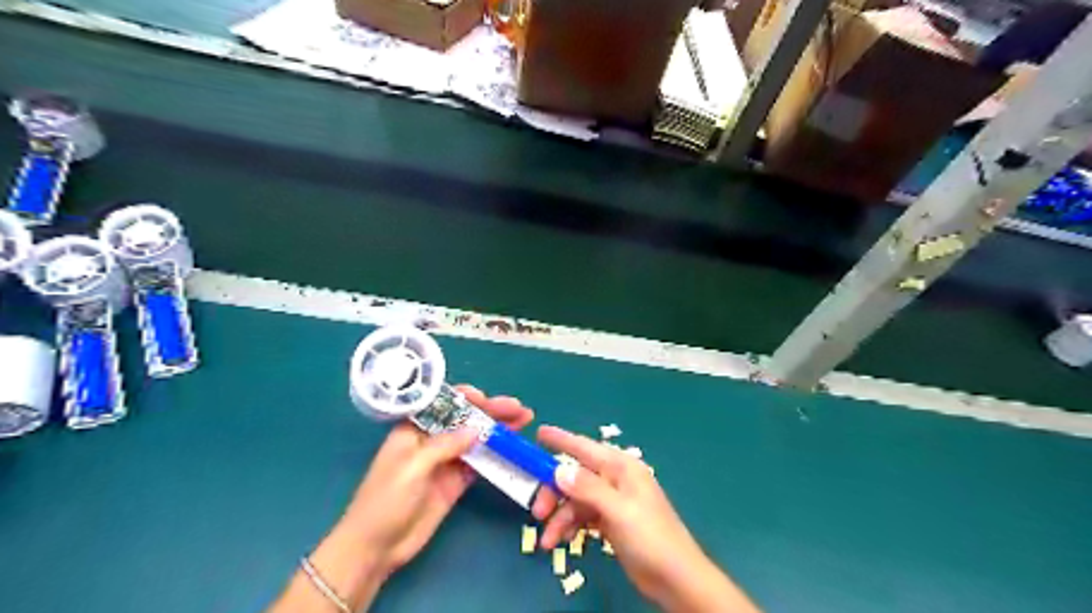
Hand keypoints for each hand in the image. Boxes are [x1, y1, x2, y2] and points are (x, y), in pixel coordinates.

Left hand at [343, 387, 535, 573]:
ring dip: (499, 430)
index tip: (487, 399)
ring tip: (524, 420)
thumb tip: (477, 429)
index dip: (466, 398)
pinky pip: (480, 462)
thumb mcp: (412, 467)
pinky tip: (513, 447)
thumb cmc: (385, 500)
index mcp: (415, 429)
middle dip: (492, 411)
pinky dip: (497, 454)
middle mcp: (433, 440)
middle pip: (466, 419)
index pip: (444, 404)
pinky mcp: (456, 482)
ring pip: (477, 439)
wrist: (376, 547)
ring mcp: (446, 461)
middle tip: (519, 409)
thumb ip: (444, 446)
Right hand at [532, 426, 756, 612]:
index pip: (585, 447)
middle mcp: (615, 479)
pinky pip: (583, 516)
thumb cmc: (650, 538)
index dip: (561, 440)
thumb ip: (588, 488)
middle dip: (554, 492)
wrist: (675, 578)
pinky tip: (563, 541)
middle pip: (575, 476)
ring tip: (548, 541)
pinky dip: (571, 526)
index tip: (538, 433)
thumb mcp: (618, 511)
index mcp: (621, 468)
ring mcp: (613, 501)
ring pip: (576, 500)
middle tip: (538, 513)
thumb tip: (559, 469)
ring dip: (560, 517)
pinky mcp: (612, 521)